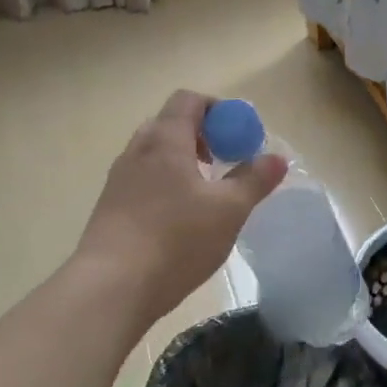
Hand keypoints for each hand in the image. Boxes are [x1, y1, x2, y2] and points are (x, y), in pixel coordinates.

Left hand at [75, 90, 286, 324]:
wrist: (112, 286)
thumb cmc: (176, 240)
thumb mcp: (228, 211)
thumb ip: (254, 180)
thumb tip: (276, 158)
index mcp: (165, 140)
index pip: (189, 100)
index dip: (219, 110)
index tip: (239, 136)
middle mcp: (137, 151)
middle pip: (170, 125)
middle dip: (201, 136)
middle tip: (223, 162)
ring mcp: (118, 179)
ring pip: (154, 155)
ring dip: (181, 163)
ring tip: (204, 195)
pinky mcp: (109, 208)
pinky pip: (141, 181)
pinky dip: (164, 186)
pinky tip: (179, 221)